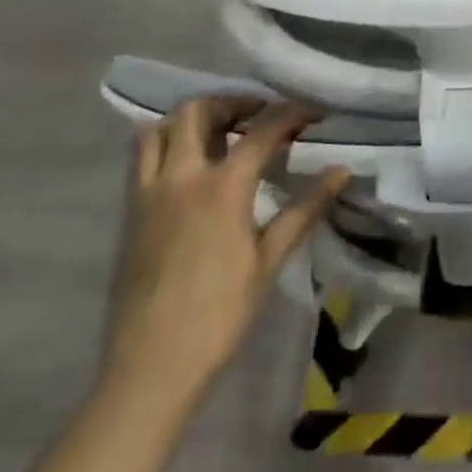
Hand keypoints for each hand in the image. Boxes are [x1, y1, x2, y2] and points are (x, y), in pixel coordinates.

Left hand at [102, 98, 348, 408]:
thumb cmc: (219, 315)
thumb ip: (305, 208)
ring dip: (190, 119)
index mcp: (222, 187)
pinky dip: (166, 143)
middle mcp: (182, 177)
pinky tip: (189, 166)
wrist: (151, 368)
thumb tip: (341, 171)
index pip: (262, 129)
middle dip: (231, 102)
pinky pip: (142, 158)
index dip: (291, 113)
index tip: (313, 112)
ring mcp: (149, 193)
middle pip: (198, 111)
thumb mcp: (269, 260)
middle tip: (257, 116)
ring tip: (217, 132)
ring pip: (159, 128)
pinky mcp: (130, 213)